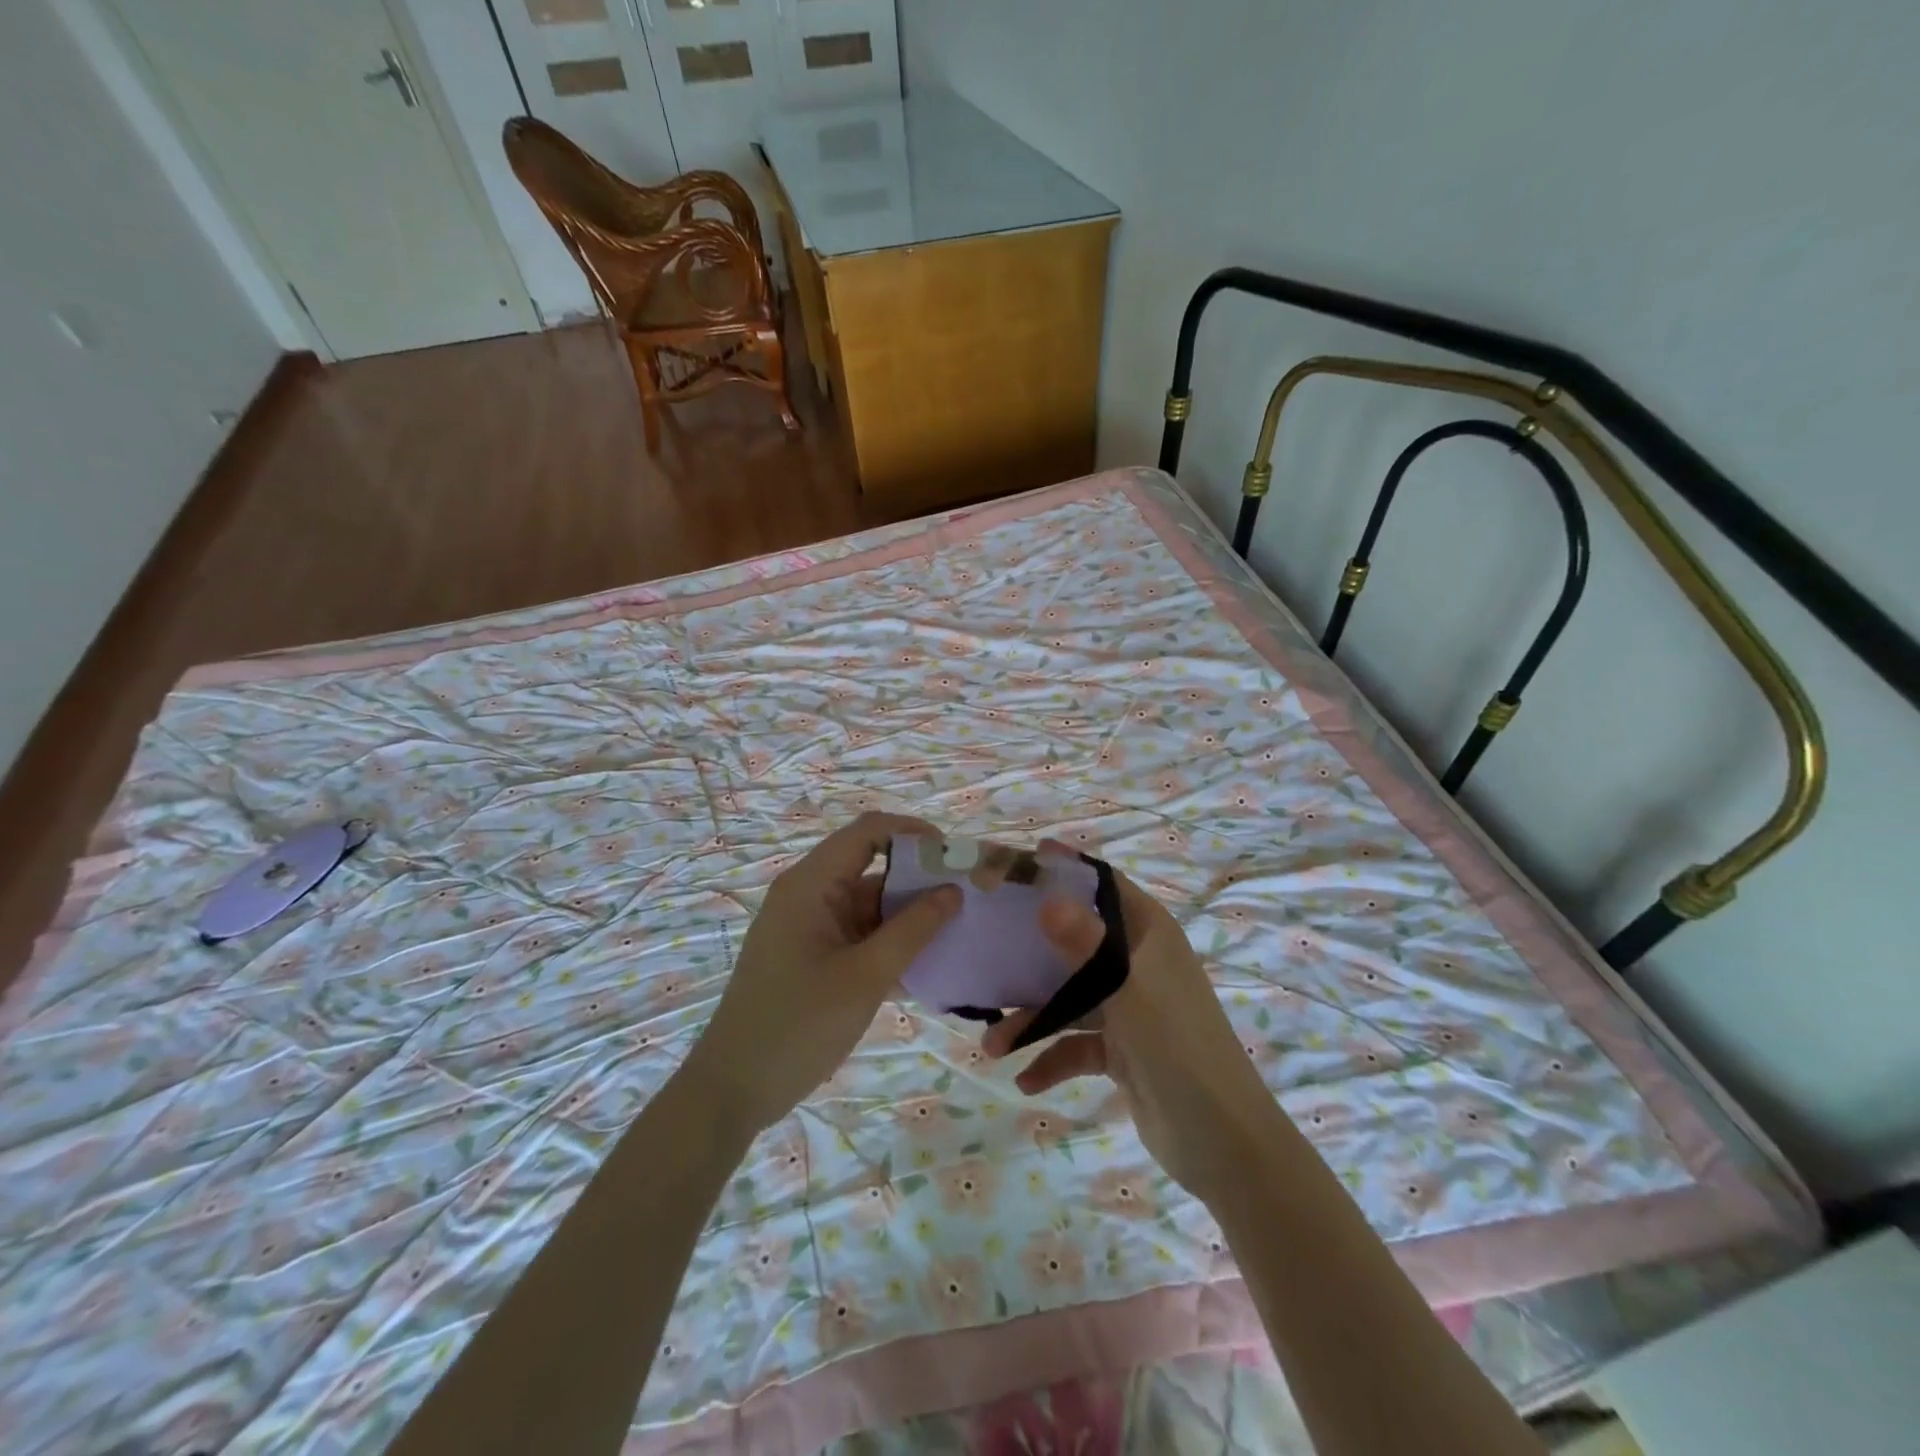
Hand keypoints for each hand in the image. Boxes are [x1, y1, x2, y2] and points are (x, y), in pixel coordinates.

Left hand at [683, 813, 959, 1135]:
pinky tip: (927, 967)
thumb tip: (953, 891)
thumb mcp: (865, 976)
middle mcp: (808, 895)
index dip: (912, 833)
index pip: (867, 832)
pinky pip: (859, 936)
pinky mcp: (812, 957)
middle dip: (918, 879)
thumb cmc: (798, 1025)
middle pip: (871, 868)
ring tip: (956, 933)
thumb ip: (913, 930)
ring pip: (869, 906)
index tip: (952, 857)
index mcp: (811, 884)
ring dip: (908, 917)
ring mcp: (809, 927)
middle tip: (966, 900)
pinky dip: (890, 944)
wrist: (733, 1090)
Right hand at [982, 852, 1294, 1201]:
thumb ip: (1087, 944)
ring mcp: (1129, 1006)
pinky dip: (1052, 1059)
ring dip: (1032, 1018)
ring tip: (992, 1045)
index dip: (1066, 870)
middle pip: (1076, 940)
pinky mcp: (1122, 1049)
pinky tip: (1025, 1080)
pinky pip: (1076, 1044)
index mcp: (1149, 934)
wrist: (1222, 1143)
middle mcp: (1137, 962)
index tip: (1018, 864)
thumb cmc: (1178, 1047)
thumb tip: (1047, 900)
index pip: (1104, 886)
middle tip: (984, 945)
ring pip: (1069, 998)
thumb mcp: (1129, 991)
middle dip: (1031, 949)